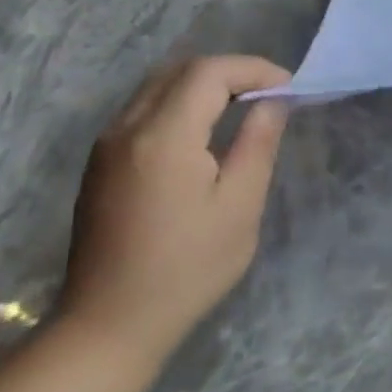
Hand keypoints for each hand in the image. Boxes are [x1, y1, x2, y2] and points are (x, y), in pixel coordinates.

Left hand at [61, 56, 289, 365]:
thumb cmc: (188, 268)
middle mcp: (126, 129)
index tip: (290, 89)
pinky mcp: (101, 163)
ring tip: (246, 107)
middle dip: (230, 71)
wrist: (110, 322)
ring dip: (204, 86)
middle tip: (271, 95)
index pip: (209, 73)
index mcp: (163, 137)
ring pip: (158, 87)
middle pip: (179, 71)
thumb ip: (257, 144)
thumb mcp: (239, 207)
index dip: (254, 69)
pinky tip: (207, 132)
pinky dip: (181, 104)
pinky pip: (143, 110)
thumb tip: (273, 102)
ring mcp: (107, 145)